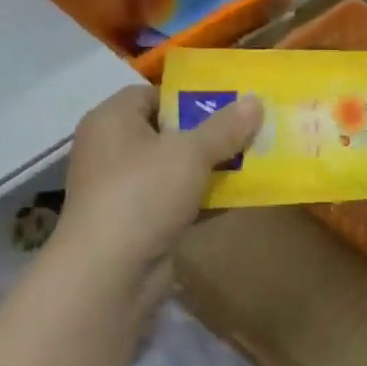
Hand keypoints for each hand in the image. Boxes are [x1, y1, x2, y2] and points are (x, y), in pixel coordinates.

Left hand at [51, 85, 260, 316]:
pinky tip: (242, 198)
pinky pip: (178, 200)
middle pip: (168, 132)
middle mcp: (113, 150)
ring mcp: (124, 189)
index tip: (228, 103)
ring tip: (254, 161)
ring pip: (176, 169)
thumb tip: (256, 100)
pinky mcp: (138, 222)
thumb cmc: (143, 194)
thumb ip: (225, 127)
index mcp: (112, 121)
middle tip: (249, 131)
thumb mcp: (190, 153)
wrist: (110, 272)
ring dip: (212, 167)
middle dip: (209, 133)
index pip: (151, 93)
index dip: (189, 95)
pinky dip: (205, 199)